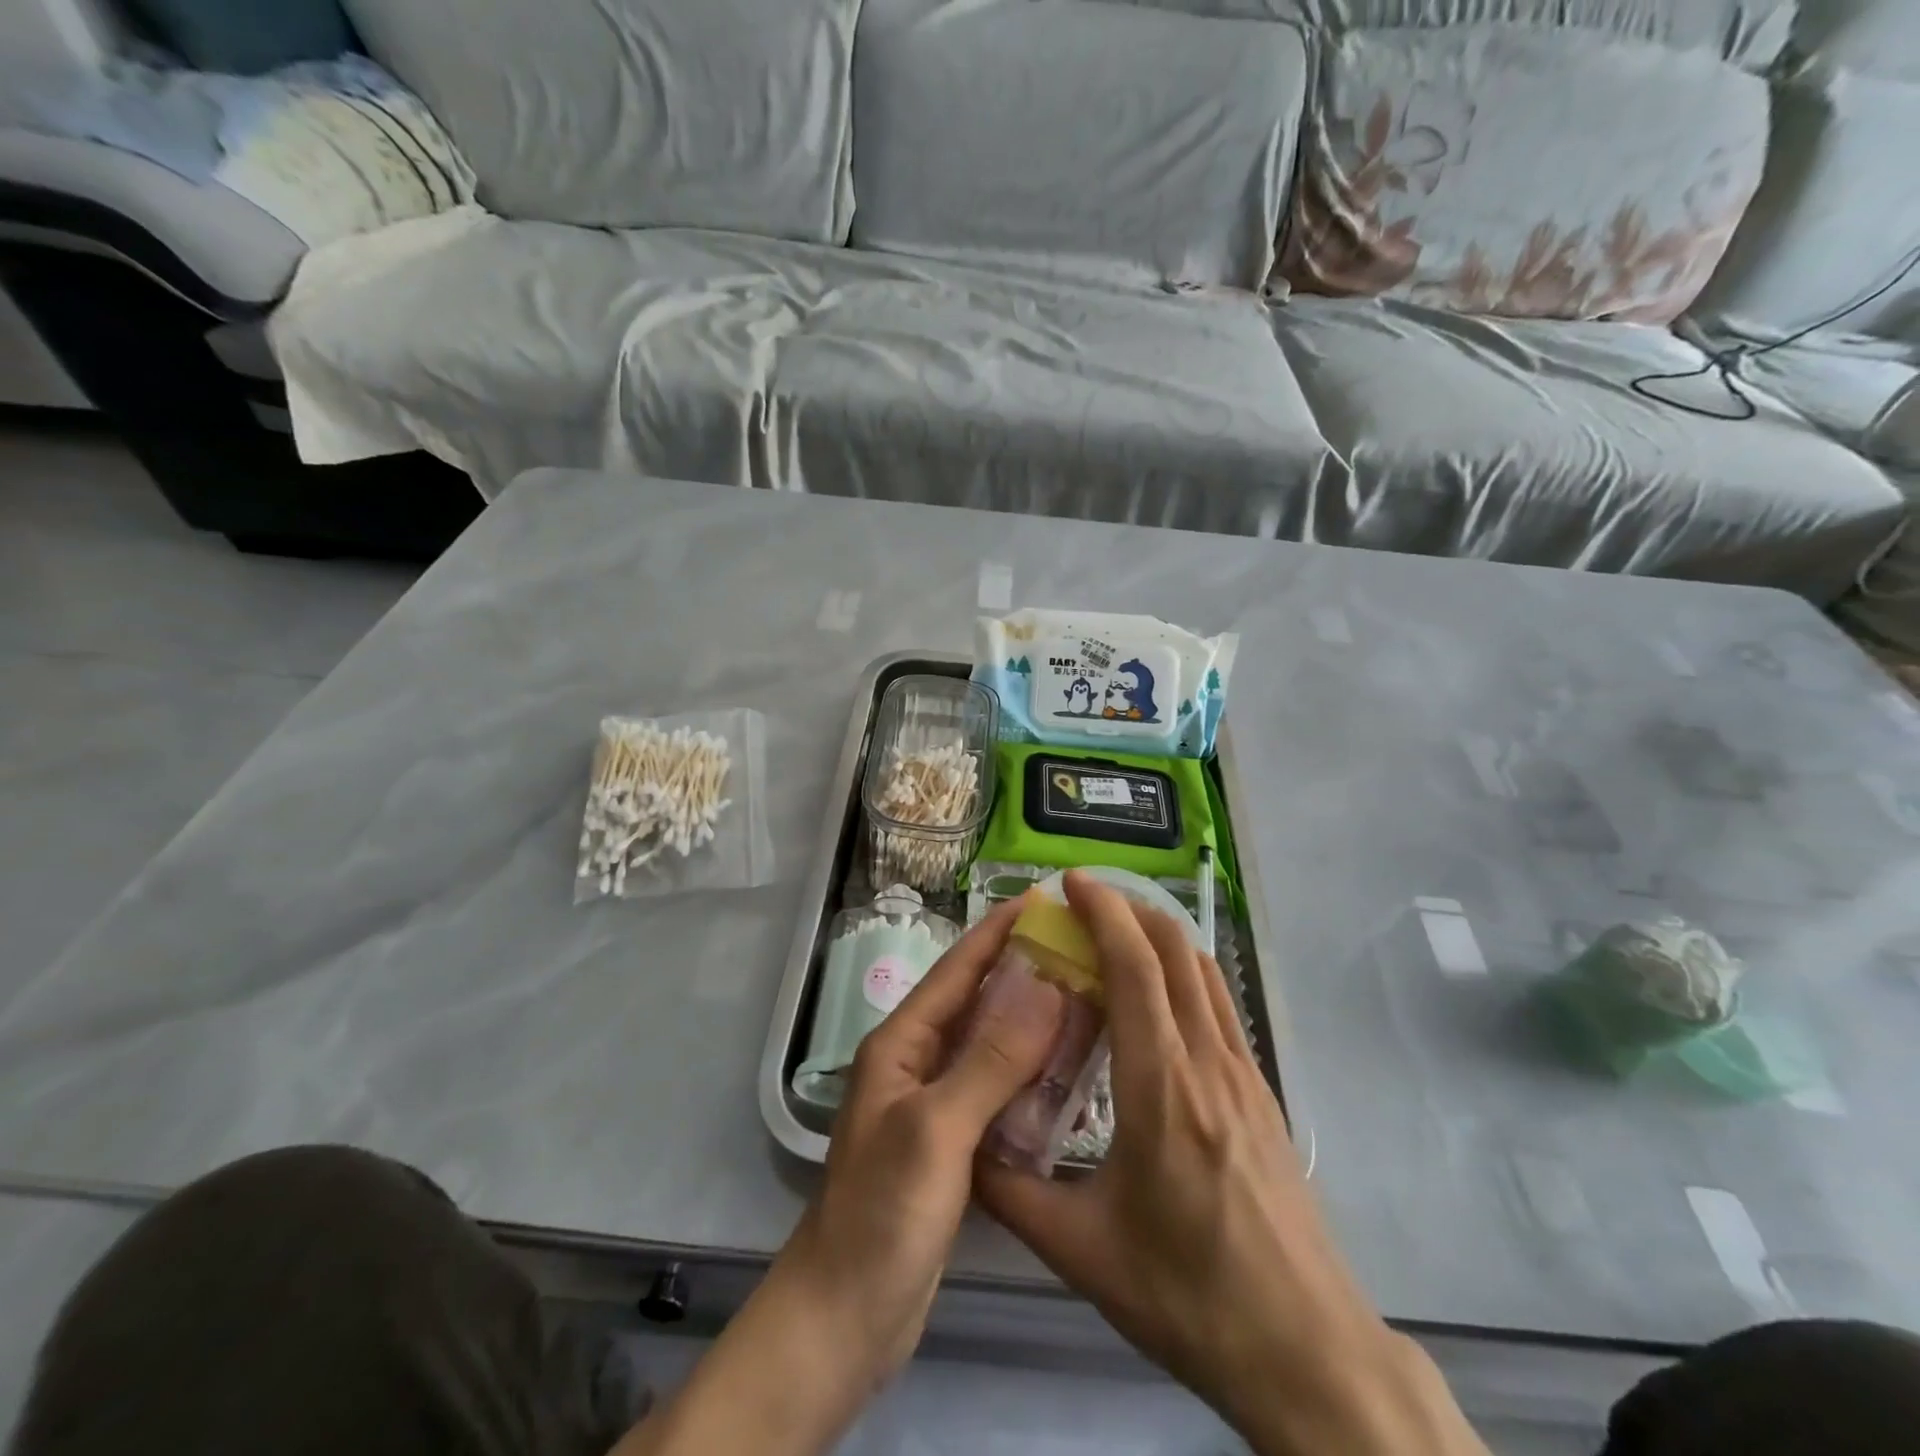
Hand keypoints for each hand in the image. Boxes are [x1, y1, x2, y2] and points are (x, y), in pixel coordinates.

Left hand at [783, 891, 1065, 1379]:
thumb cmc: (882, 1213)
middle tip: (1082, 948)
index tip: (1042, 899)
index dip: (997, 931)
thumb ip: (990, 1060)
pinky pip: (997, 1090)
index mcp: (903, 1043)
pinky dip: (1031, 1074)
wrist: (845, 1315)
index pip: (957, 970)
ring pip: (991, 1045)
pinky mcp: (953, 1142)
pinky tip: (1071, 1073)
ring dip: (1033, 1020)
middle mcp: (918, 1061)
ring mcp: (935, 1103)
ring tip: (1088, 997)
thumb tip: (1045, 987)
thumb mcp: (937, 1129)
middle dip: (1023, 970)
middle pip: (977, 1001)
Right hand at [977, 872, 1487, 1455]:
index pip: (1134, 966)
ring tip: (1114, 933)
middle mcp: (1207, 1060)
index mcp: (1161, 1085)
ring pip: (1204, 970)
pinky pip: (1219, 1003)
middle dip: (1129, 907)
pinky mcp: (1261, 1092)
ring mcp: (1243, 1072)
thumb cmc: (1189, 1296)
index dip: (1102, 911)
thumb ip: (1009, 1191)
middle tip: (1082, 902)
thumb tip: (959, 1142)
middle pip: (1175, 949)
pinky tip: (1157, 995)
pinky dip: (1184, 971)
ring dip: (1159, 934)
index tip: (1069, 883)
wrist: (1307, 1350)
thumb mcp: (1082, 1251)